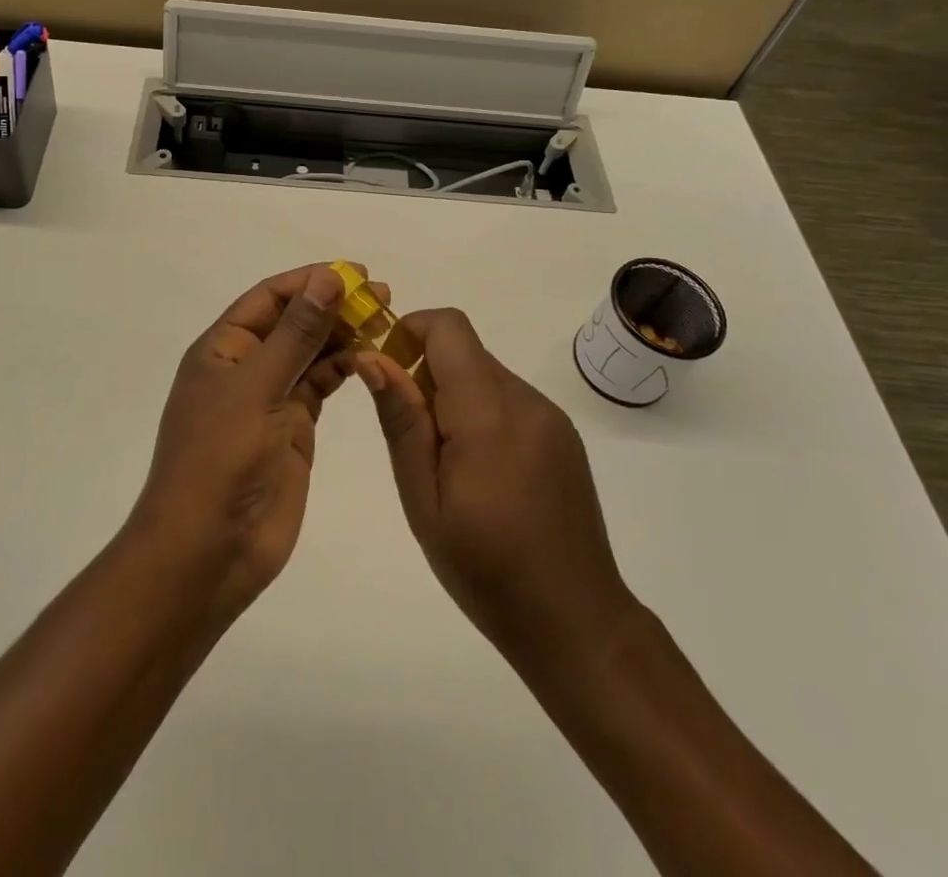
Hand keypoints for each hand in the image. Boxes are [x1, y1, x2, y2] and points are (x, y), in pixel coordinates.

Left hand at [131, 264, 369, 617]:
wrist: (207, 551)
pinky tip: (370, 358)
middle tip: (381, 294)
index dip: (309, 281)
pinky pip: (320, 387)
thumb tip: (328, 278)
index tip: (355, 272)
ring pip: (310, 354)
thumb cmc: (219, 459)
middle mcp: (245, 367)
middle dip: (332, 305)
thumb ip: (296, 334)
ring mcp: (270, 399)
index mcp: (223, 349)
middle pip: (293, 322)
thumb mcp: (256, 387)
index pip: (269, 298)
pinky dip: (344, 370)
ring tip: (383, 320)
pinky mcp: (292, 429)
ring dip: (342, 335)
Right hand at [359, 310, 637, 665]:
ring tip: (445, 464)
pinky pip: (510, 400)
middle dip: (426, 371)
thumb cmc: (484, 567)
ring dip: (454, 396)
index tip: (387, 371)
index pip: (448, 327)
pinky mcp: (562, 435)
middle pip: (466, 351)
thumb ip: (401, 420)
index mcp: (488, 411)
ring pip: (486, 375)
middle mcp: (525, 399)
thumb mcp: (423, 498)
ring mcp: (550, 416)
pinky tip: (481, 472)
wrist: (574, 621)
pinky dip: (482, 413)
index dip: (410, 332)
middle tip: (410, 436)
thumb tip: (372, 358)